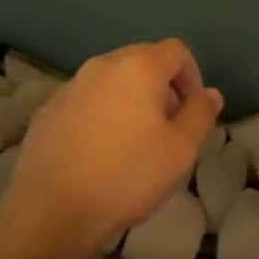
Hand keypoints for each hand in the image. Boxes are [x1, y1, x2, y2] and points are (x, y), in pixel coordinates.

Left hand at [1, 39, 223, 257]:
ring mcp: (70, 86)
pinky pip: (85, 101)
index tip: (192, 113)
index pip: (176, 51)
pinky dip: (100, 115)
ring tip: (133, 142)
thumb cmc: (127, 175)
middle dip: (161, 88)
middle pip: (141, 61)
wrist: (53, 208)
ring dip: (129, 100)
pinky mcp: (48, 110)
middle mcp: (101, 65)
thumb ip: (200, 114)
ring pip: (111, 81)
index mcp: (137, 66)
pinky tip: (99, 153)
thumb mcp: (181, 149)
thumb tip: (210, 93)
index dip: (192, 77)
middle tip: (167, 128)